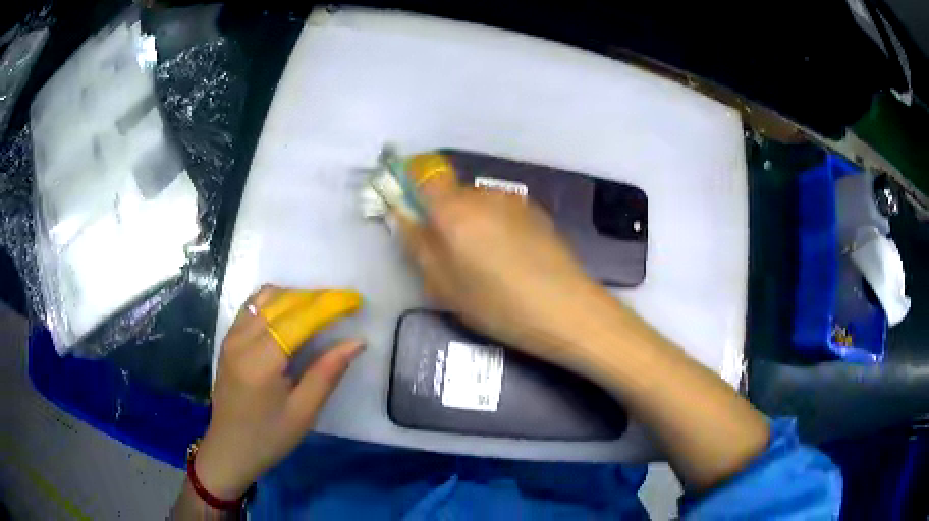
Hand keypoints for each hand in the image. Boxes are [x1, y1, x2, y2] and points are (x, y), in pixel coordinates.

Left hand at [194, 285, 362, 499]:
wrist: (229, 448)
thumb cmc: (269, 437)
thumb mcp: (304, 413)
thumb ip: (327, 373)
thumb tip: (356, 342)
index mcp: (261, 362)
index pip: (299, 319)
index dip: (328, 306)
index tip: (355, 300)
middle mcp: (243, 340)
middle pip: (282, 301)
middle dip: (316, 297)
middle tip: (344, 304)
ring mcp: (232, 336)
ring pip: (266, 297)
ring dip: (295, 295)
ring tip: (320, 308)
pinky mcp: (228, 338)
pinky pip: (253, 306)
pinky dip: (275, 300)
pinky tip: (291, 312)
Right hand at [397, 175, 606, 362]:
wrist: (565, 309)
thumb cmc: (496, 303)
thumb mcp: (443, 285)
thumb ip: (418, 245)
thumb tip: (404, 217)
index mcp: (454, 209)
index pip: (424, 176)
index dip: (414, 189)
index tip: (415, 216)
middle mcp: (484, 195)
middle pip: (453, 194)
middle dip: (446, 217)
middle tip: (453, 256)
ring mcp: (515, 201)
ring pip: (480, 205)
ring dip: (475, 224)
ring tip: (489, 263)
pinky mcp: (538, 212)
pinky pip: (504, 213)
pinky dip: (499, 228)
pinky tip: (514, 260)